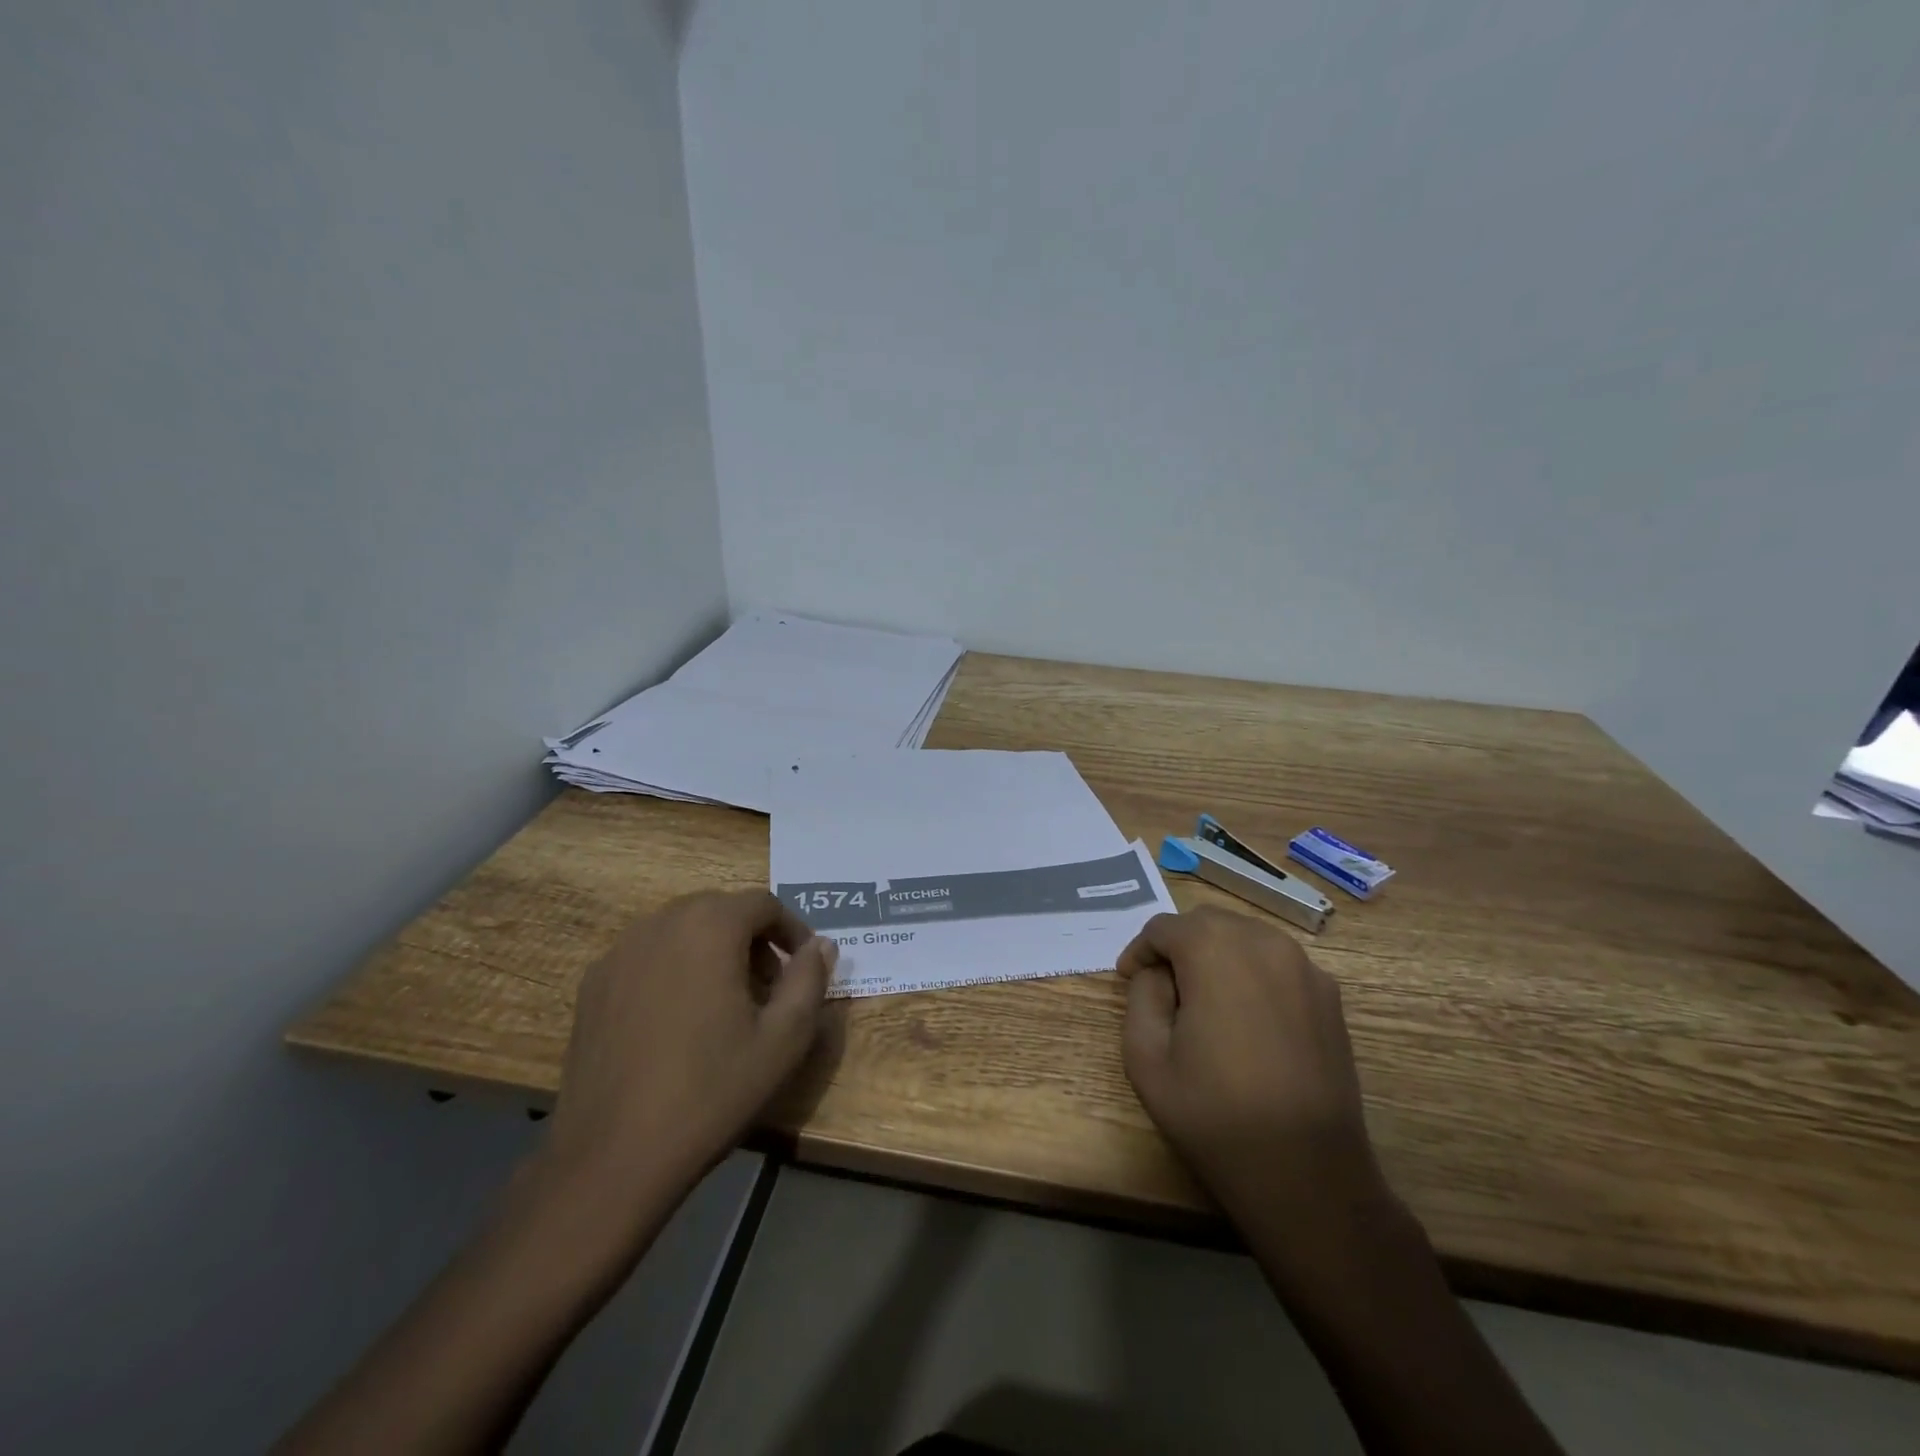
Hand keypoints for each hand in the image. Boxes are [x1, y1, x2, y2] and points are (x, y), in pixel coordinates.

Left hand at [541, 889, 836, 1220]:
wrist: (613, 1156)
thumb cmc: (710, 1091)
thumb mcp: (784, 1039)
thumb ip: (809, 980)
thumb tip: (821, 946)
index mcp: (709, 927)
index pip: (763, 903)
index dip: (792, 929)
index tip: (804, 966)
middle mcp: (660, 924)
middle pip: (720, 910)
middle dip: (753, 938)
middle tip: (770, 987)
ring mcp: (618, 953)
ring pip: (680, 930)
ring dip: (712, 950)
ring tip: (725, 1003)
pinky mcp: (592, 985)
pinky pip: (646, 956)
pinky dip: (673, 968)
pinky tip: (677, 1020)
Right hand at [1119, 907, 1389, 1239]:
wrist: (1306, 1174)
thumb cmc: (1214, 1115)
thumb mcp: (1146, 1057)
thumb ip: (1141, 996)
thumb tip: (1158, 974)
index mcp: (1214, 950)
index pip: (1163, 927)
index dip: (1140, 951)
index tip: (1128, 979)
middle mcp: (1263, 942)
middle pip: (1208, 922)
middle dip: (1179, 944)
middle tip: (1163, 987)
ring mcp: (1305, 967)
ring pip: (1247, 936)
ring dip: (1218, 954)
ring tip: (1204, 1000)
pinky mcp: (1330, 996)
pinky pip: (1279, 963)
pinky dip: (1253, 972)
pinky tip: (1247, 1018)